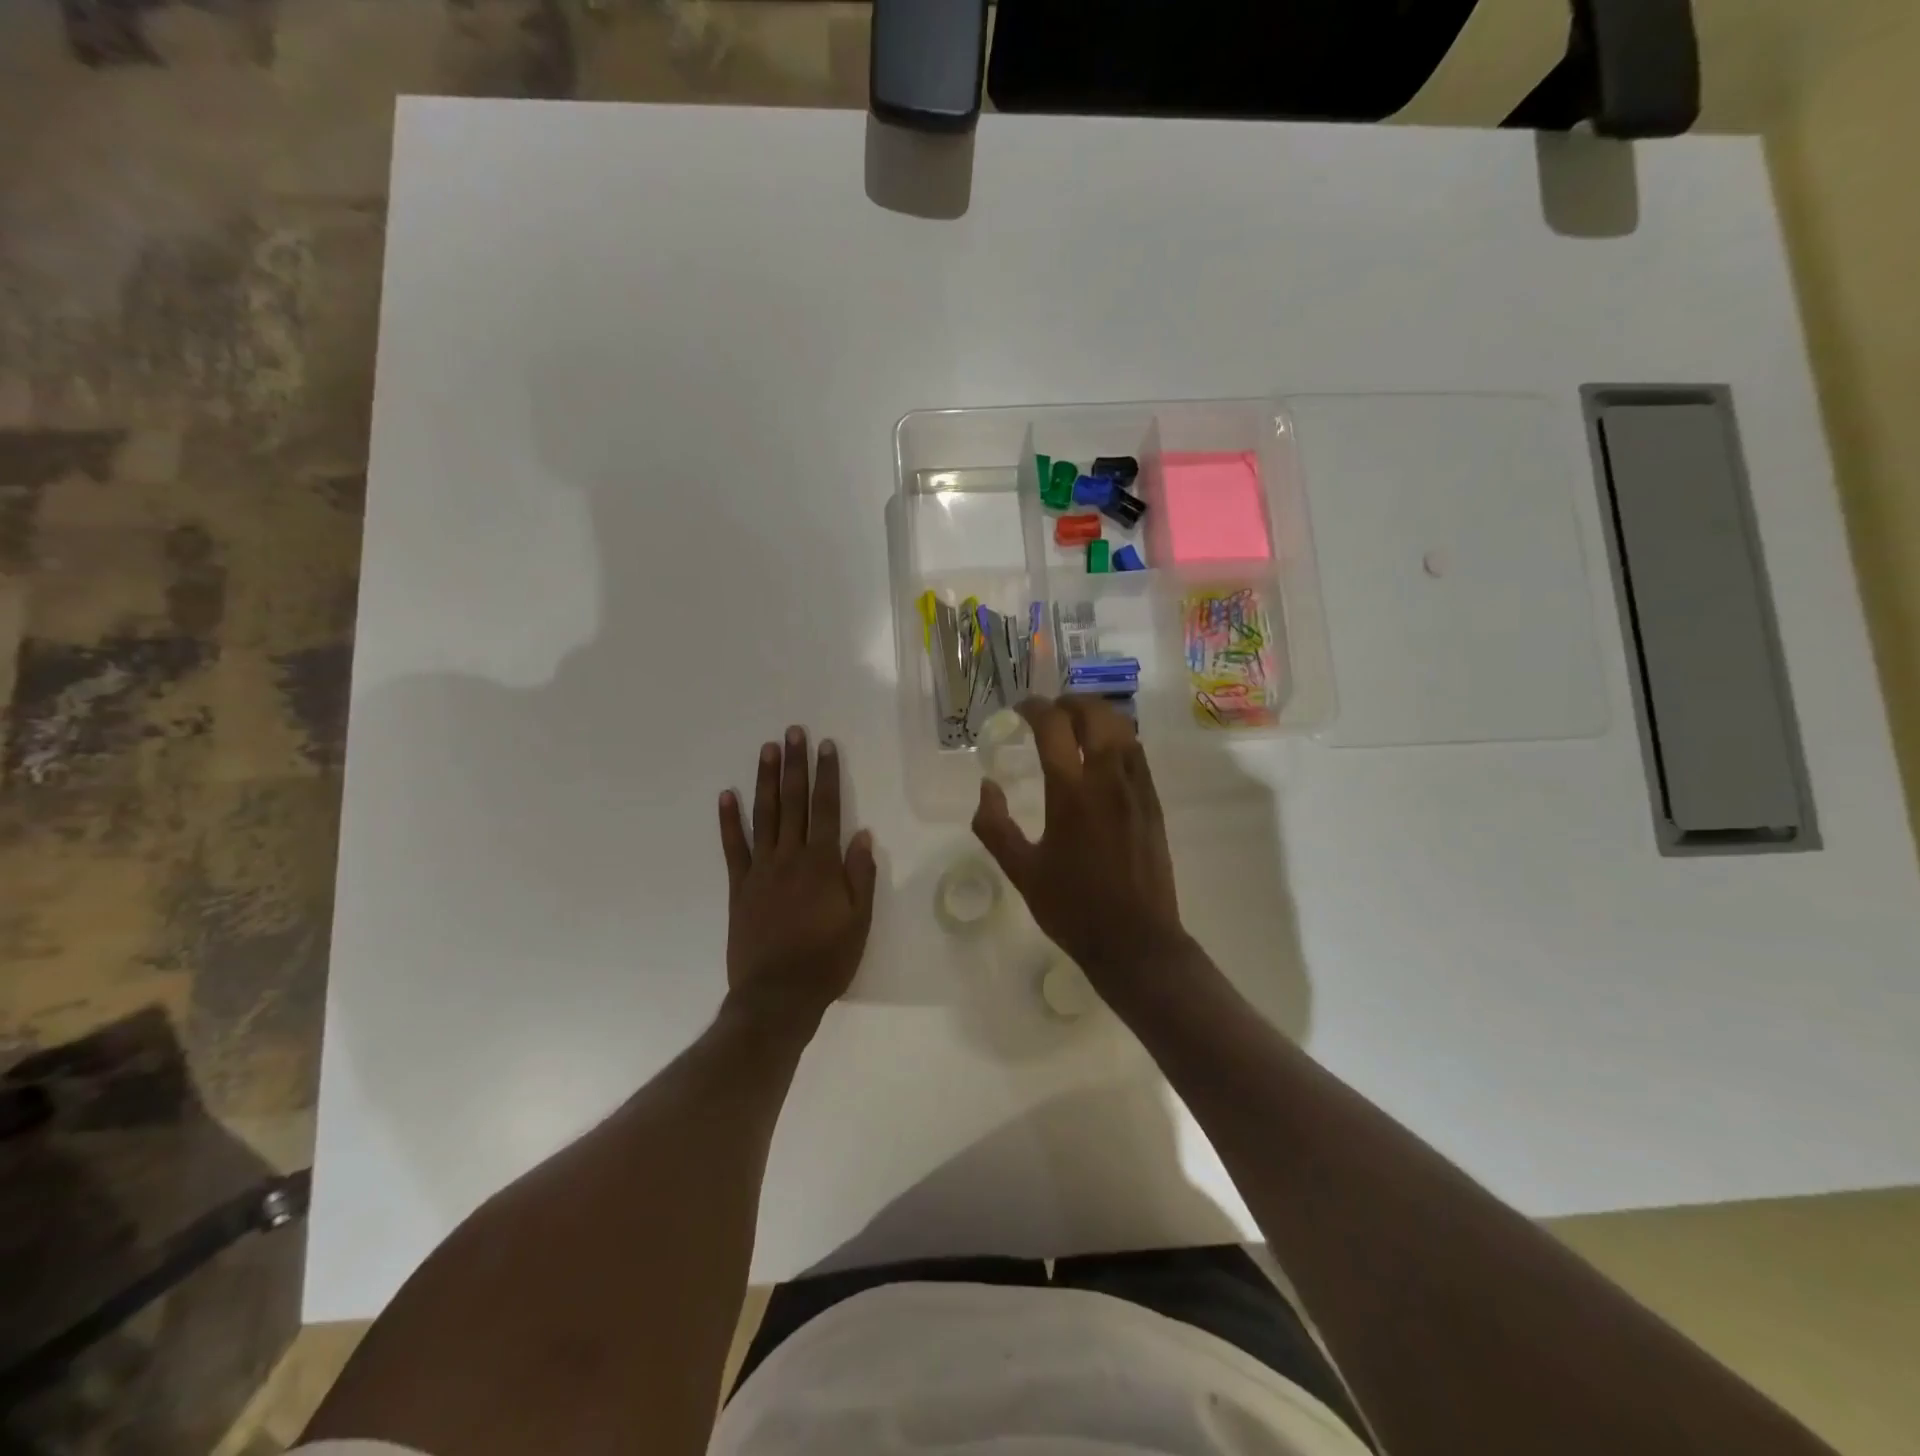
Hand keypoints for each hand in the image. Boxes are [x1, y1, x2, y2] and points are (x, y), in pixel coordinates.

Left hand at [718, 726, 877, 1028]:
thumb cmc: (827, 960)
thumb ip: (860, 875)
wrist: (777, 995)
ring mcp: (761, 870)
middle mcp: (790, 857)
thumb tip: (862, 834)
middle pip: (793, 802)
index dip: (827, 775)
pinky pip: (733, 847)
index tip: (825, 746)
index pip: (827, 808)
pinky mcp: (739, 887)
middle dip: (794, 765)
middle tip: (793, 732)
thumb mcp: (859, 921)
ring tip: (767, 749)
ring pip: (764, 815)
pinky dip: (729, 820)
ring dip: (765, 780)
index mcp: (822, 864)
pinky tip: (727, 795)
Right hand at [971, 696, 1189, 993]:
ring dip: (1097, 715)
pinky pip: (1137, 753)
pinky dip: (1117, 738)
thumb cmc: (1073, 908)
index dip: (1035, 708)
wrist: (1136, 941)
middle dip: (1070, 702)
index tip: (1020, 709)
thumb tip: (987, 786)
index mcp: (1071, 793)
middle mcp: (1108, 780)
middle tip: (1049, 710)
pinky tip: (1102, 752)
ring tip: (1075, 723)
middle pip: (1095, 715)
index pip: (1054, 727)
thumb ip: (994, 826)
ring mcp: (1137, 789)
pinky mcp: (1153, 803)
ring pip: (1123, 729)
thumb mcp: (1021, 871)